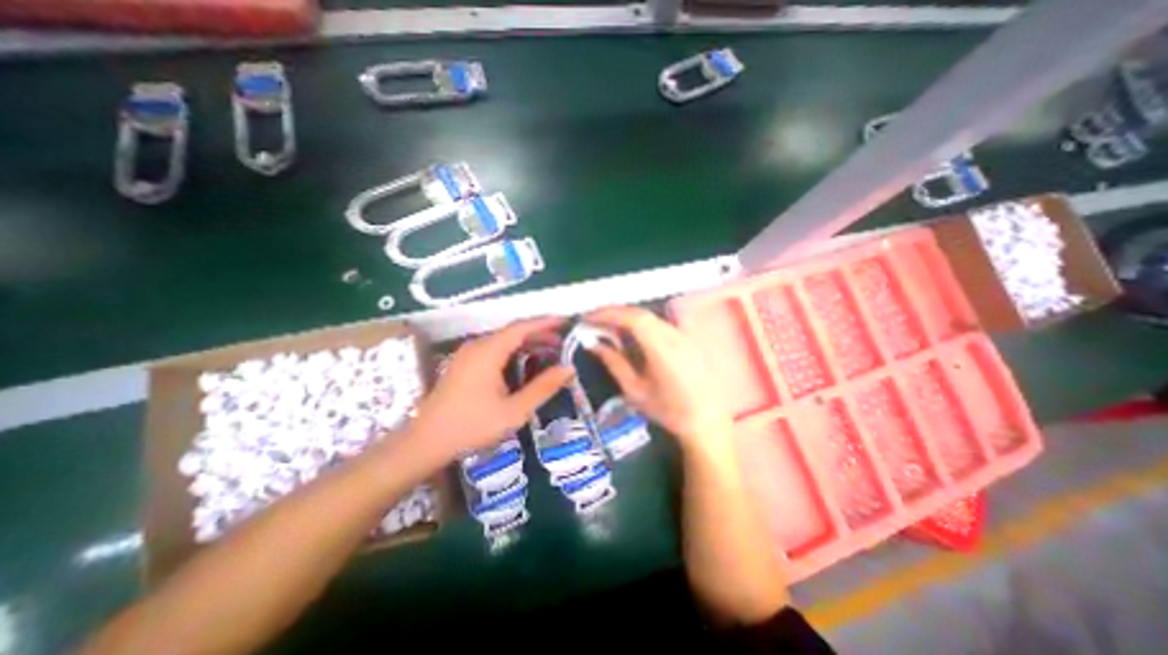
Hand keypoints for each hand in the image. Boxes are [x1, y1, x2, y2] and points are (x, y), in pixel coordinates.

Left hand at [406, 317, 576, 460]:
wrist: (425, 442)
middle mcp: (477, 345)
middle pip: (513, 332)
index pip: (522, 327)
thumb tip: (569, 369)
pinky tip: (523, 363)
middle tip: (562, 343)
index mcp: (488, 351)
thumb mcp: (514, 410)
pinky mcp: (463, 363)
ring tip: (548, 352)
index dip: (545, 322)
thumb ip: (543, 388)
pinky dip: (513, 351)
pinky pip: (493, 349)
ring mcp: (467, 354)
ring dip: (526, 343)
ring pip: (503, 340)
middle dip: (539, 334)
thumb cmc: (471, 426)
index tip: (566, 321)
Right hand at [583, 308, 727, 450]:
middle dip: (614, 313)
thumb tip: (593, 344)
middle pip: (641, 313)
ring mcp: (684, 335)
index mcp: (662, 349)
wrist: (706, 421)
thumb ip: (614, 363)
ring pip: (650, 316)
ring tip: (608, 326)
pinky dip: (640, 323)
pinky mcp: (688, 338)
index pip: (633, 318)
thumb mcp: (635, 390)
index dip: (608, 313)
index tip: (588, 318)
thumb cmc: (668, 411)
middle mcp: (675, 336)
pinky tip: (630, 333)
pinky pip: (659, 322)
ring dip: (627, 317)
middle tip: (594, 321)